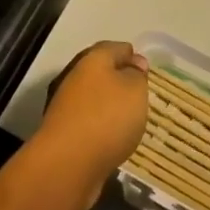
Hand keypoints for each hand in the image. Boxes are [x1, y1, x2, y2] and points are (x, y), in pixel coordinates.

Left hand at [33, 41, 149, 208]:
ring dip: (109, 104)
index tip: (146, 70)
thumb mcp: (135, 90)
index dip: (132, 56)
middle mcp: (75, 75)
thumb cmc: (107, 117)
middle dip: (119, 79)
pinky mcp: (63, 130)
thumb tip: (134, 64)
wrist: (68, 162)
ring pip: (92, 96)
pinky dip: (100, 125)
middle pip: (100, 71)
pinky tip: (113, 137)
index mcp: (92, 59)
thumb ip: (137, 75)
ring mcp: (65, 104)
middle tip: (141, 94)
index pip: (116, 48)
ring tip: (130, 118)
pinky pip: (87, 120)